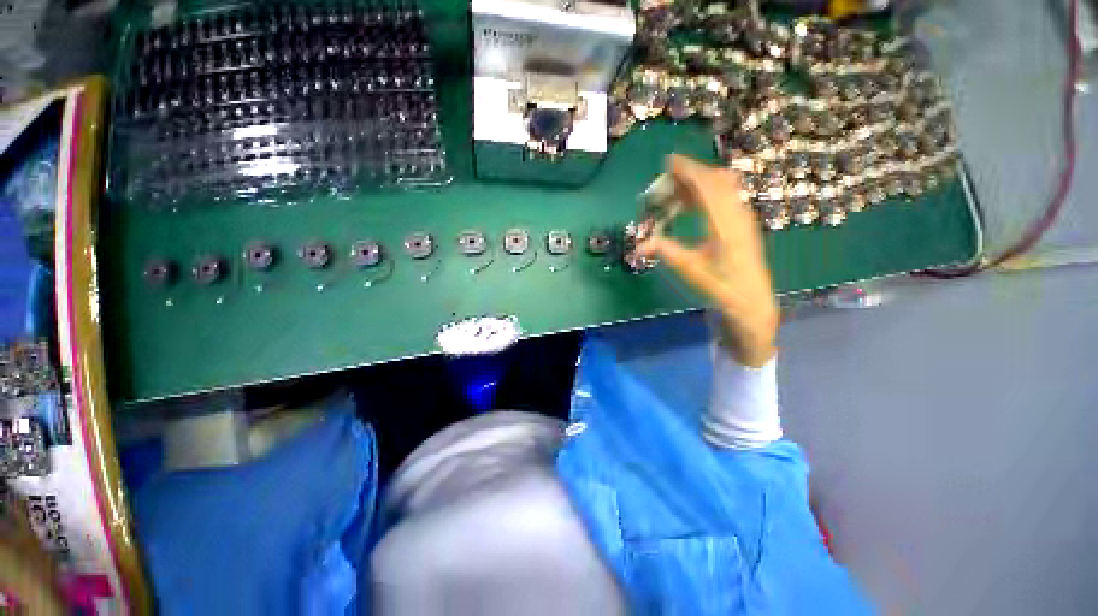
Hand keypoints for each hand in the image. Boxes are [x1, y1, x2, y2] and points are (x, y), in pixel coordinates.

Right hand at [637, 155, 778, 366]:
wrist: (751, 300)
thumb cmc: (720, 285)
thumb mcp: (689, 269)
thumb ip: (665, 251)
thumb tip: (638, 245)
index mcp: (724, 223)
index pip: (707, 186)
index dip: (688, 170)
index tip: (669, 162)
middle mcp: (737, 213)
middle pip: (716, 180)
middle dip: (691, 173)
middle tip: (667, 179)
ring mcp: (743, 216)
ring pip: (723, 186)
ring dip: (700, 182)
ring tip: (676, 192)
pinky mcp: (743, 222)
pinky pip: (726, 196)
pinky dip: (707, 192)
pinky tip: (692, 205)